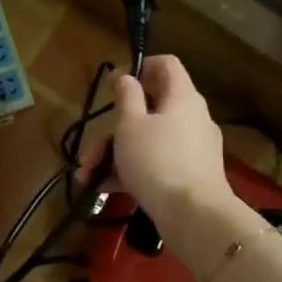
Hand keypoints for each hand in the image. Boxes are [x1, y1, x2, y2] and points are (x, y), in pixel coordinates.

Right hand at [82, 55, 233, 227]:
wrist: (194, 216)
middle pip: (149, 111)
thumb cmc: (157, 160)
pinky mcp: (189, 176)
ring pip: (148, 140)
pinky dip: (131, 172)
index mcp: (182, 98)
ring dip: (115, 155)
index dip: (141, 66)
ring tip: (88, 175)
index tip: (116, 83)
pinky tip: (104, 188)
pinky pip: (156, 164)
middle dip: (113, 130)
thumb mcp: (131, 125)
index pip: (167, 65)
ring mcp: (192, 149)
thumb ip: (126, 97)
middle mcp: (191, 118)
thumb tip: (126, 76)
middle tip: (91, 150)